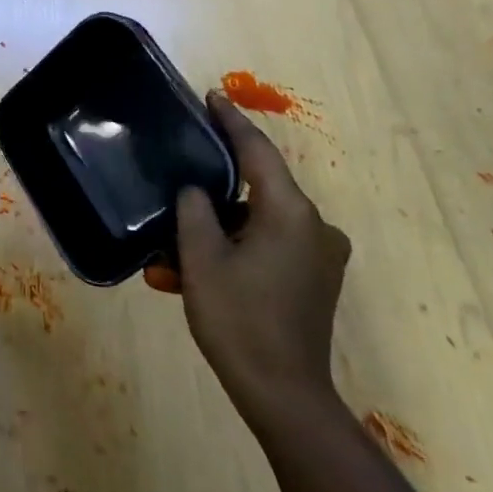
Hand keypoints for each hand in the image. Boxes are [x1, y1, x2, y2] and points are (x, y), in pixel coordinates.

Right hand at [144, 90, 350, 427]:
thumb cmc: (239, 320)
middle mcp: (315, 226)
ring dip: (218, 228)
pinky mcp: (314, 279)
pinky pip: (268, 246)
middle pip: (258, 186)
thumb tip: (196, 191)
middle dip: (215, 186)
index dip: (232, 121)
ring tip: (173, 244)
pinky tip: (196, 268)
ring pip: (258, 221)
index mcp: (290, 213)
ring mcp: (319, 255)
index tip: (212, 95)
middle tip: (181, 173)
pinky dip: (234, 249)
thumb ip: (195, 210)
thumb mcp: (201, 258)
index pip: (258, 151)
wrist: (284, 396)